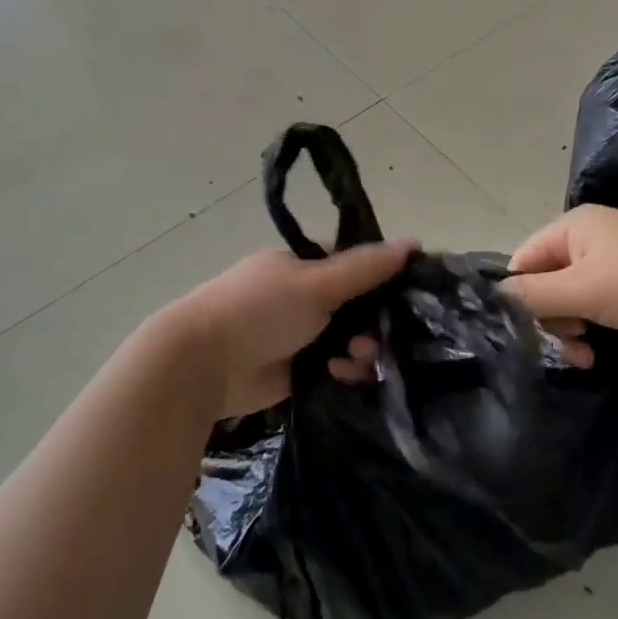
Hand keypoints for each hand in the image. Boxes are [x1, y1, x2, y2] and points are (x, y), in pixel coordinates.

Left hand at [165, 239, 415, 416]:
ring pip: (349, 339)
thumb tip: (414, 243)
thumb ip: (365, 268)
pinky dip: (344, 371)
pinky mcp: (297, 370)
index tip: (410, 296)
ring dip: (360, 350)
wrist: (203, 364)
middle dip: (373, 323)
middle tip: (375, 339)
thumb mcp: (316, 283)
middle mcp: (303, 296)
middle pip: (357, 307)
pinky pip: (336, 367)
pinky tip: (340, 375)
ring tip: (355, 361)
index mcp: (303, 265)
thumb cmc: (258, 310)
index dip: (383, 278)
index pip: (355, 265)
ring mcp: (299, 334)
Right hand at [499, 206, 617, 360]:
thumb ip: (532, 295)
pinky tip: (598, 354)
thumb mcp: (582, 289)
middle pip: (545, 282)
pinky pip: (595, 309)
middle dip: (550, 319)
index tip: (528, 331)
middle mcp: (590, 240)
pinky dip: (592, 330)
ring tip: (584, 356)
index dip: (520, 296)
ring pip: (570, 301)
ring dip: (570, 331)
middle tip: (568, 345)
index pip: (524, 260)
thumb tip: (492, 299)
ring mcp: (614, 264)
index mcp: (573, 226)